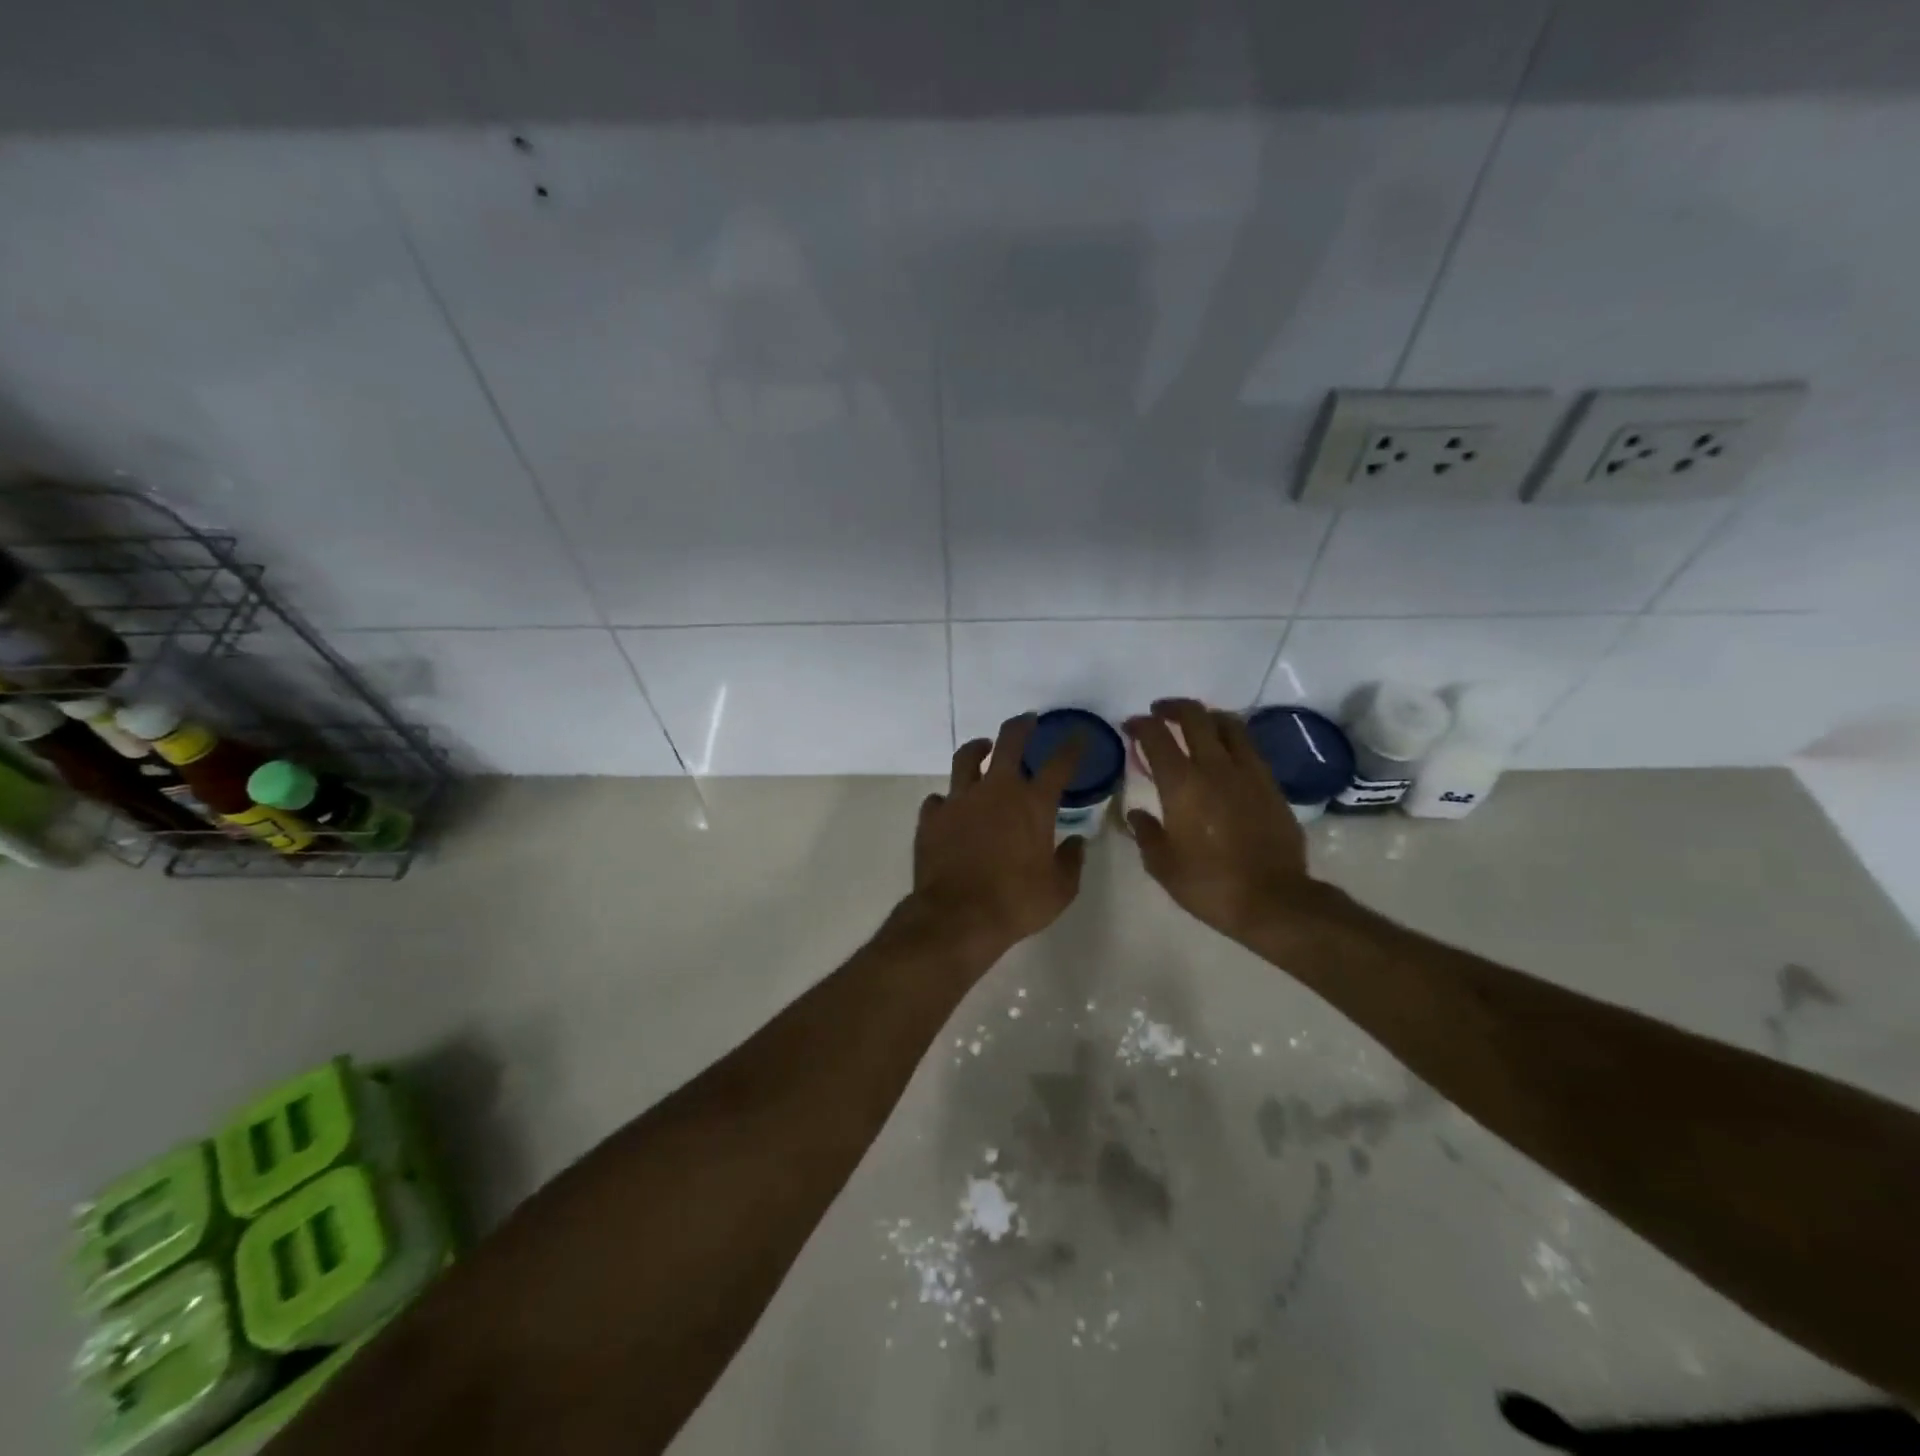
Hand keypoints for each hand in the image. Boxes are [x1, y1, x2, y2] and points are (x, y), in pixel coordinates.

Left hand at [909, 715, 1085, 958]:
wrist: (957, 917)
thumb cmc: (1016, 902)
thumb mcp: (1059, 890)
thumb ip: (1071, 862)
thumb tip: (1076, 843)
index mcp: (1033, 804)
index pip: (1059, 764)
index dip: (1071, 747)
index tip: (1078, 737)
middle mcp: (996, 791)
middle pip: (1009, 742)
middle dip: (1021, 726)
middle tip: (1027, 721)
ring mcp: (960, 799)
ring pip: (966, 758)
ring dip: (978, 749)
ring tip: (983, 747)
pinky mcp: (932, 817)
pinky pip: (938, 799)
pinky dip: (947, 800)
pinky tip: (950, 806)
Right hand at [1124, 699, 1310, 940]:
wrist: (1274, 899)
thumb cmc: (1210, 884)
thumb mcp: (1163, 865)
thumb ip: (1146, 833)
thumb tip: (1137, 814)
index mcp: (1181, 784)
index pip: (1156, 737)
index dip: (1141, 724)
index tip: (1131, 726)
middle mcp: (1214, 767)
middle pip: (1195, 717)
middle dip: (1173, 708)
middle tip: (1160, 713)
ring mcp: (1248, 772)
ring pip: (1228, 724)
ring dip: (1206, 716)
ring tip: (1195, 724)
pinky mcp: (1271, 784)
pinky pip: (1248, 746)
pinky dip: (1230, 738)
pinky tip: (1224, 753)